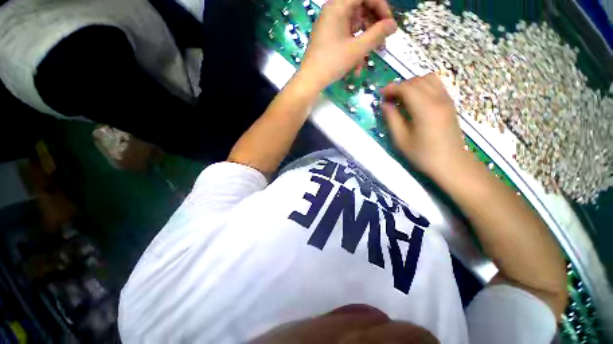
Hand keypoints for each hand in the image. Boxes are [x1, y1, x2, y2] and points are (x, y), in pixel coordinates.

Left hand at [299, 0, 396, 88]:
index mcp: (338, 6)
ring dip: (363, 43)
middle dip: (373, 27)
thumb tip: (393, 25)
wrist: (310, 80)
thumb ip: (377, 34)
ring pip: (354, 27)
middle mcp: (333, 11)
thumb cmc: (332, 62)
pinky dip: (353, 49)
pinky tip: (356, 66)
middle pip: (360, 10)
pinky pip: (345, 37)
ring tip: (367, 60)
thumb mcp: (357, 49)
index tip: (388, 24)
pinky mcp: (328, 38)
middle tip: (382, 43)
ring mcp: (329, 25)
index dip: (380, 7)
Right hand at [381, 74, 466, 179]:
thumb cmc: (423, 154)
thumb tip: (384, 104)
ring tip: (401, 97)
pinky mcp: (450, 103)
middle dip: (400, 86)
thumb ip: (392, 119)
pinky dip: (422, 86)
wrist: (451, 163)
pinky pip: (436, 85)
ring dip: (412, 84)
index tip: (381, 95)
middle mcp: (438, 99)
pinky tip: (415, 99)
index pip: (407, 88)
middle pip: (417, 81)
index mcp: (425, 109)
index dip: (391, 88)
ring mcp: (446, 100)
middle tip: (389, 98)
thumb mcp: (401, 140)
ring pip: (428, 79)